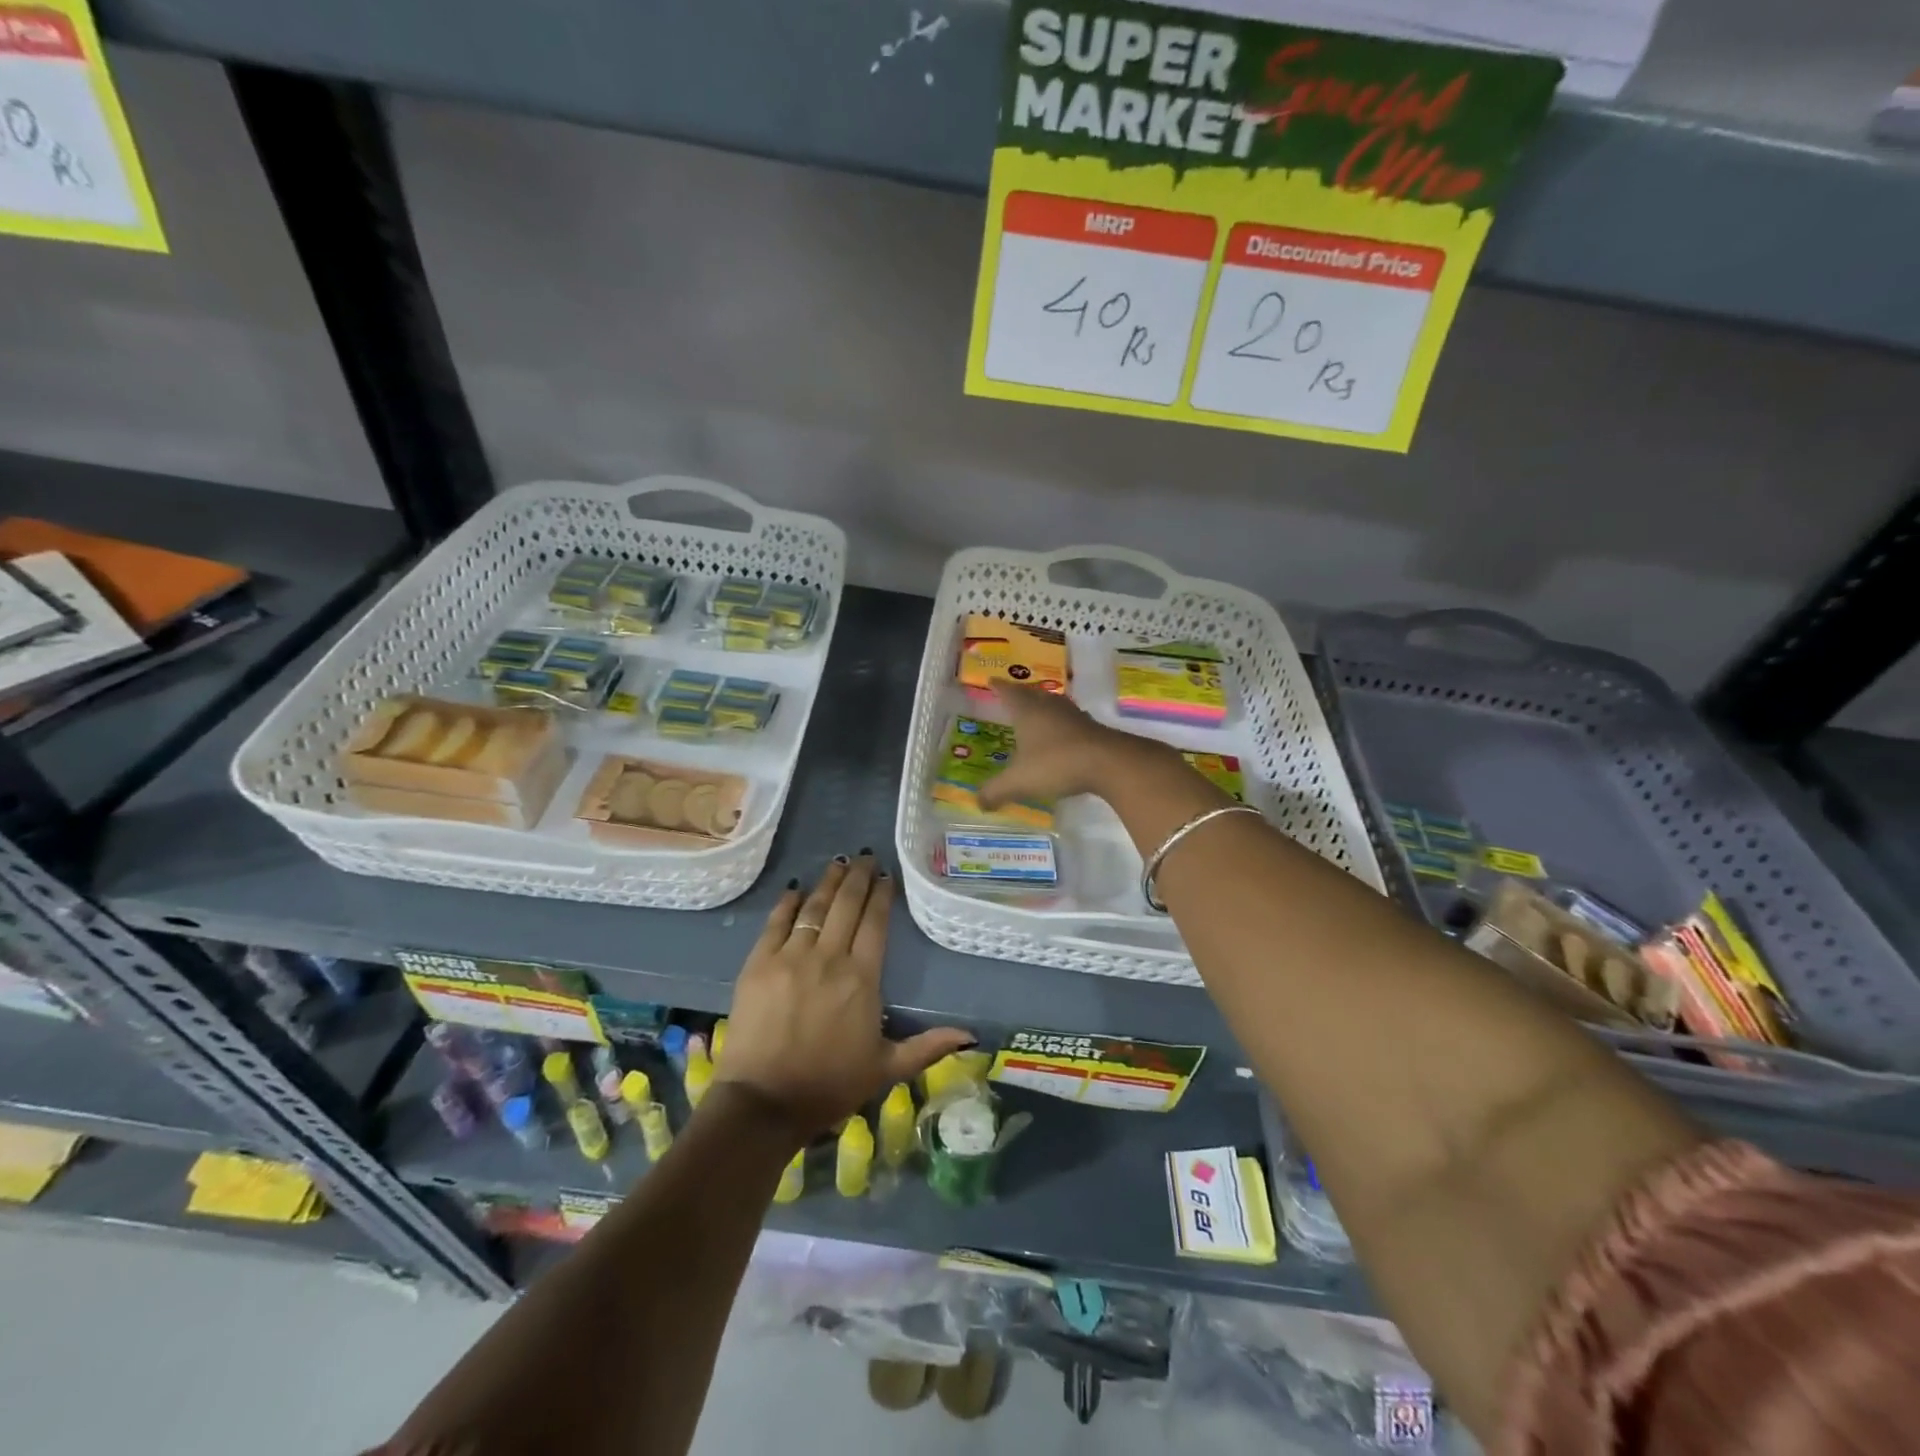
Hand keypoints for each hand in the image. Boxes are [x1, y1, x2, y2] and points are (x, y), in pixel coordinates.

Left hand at [716, 852, 973, 1139]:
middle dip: (858, 877)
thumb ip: (927, 1047)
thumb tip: (971, 1036)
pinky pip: (775, 923)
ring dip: (828, 882)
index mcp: (862, 979)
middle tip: (864, 856)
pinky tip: (796, 889)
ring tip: (838, 862)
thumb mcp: (886, 1069)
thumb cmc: (829, 1085)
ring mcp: (790, 957)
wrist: (764, 1103)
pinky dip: (787, 903)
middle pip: (846, 905)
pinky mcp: (758, 964)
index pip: (875, 923)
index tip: (886, 876)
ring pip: (814, 907)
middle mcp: (829, 958)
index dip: (881, 895)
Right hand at [977, 683, 1174, 809]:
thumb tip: (978, 802)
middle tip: (1013, 696)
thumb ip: (996, 791)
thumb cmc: (1056, 764)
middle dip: (1022, 694)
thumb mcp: (1019, 782)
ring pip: (1054, 705)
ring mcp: (1075, 716)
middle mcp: (1050, 706)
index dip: (998, 687)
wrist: (1109, 763)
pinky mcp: (1093, 729)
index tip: (991, 680)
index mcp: (1028, 711)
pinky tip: (1062, 736)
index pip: (1009, 692)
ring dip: (1044, 707)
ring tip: (1037, 714)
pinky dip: (1062, 725)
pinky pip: (1071, 721)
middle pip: (1033, 694)